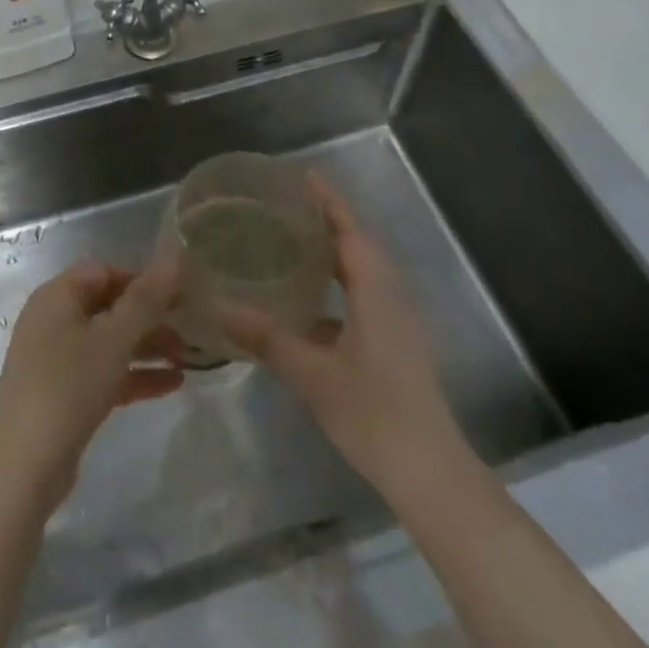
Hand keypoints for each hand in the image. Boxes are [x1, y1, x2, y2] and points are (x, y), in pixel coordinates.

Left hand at [0, 258, 185, 504]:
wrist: (21, 466)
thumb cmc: (67, 386)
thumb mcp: (113, 338)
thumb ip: (146, 298)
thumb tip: (175, 254)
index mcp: (58, 296)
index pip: (105, 271)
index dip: (143, 278)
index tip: (181, 294)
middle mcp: (55, 320)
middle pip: (109, 306)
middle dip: (150, 316)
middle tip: (192, 328)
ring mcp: (58, 359)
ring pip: (110, 342)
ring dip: (148, 347)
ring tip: (190, 357)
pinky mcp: (64, 395)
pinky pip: (105, 373)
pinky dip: (135, 375)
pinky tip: (173, 384)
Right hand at [217, 174, 464, 491]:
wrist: (429, 471)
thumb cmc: (373, 413)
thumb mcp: (312, 374)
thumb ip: (267, 338)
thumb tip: (218, 308)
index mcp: (376, 291)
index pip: (351, 230)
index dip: (329, 201)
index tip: (304, 176)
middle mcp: (391, 297)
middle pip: (359, 245)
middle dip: (329, 221)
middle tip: (288, 206)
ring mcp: (398, 322)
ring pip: (364, 272)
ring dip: (335, 252)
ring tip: (295, 242)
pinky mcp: (396, 344)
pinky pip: (366, 297)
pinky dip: (339, 285)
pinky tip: (309, 303)